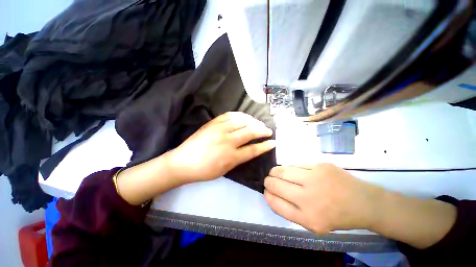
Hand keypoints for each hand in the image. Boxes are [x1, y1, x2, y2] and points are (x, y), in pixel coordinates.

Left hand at [166, 112, 275, 182]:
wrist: (183, 162)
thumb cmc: (205, 170)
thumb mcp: (225, 169)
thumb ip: (239, 158)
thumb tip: (251, 149)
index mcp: (231, 157)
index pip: (253, 150)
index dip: (265, 146)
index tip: (273, 142)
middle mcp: (227, 141)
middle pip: (250, 132)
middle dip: (262, 130)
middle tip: (268, 130)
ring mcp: (219, 130)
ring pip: (242, 121)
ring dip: (253, 121)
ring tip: (258, 123)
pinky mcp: (213, 123)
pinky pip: (230, 115)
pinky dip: (240, 115)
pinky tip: (245, 117)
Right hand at [263, 163, 380, 232]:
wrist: (364, 203)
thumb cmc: (337, 216)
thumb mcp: (313, 224)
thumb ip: (290, 211)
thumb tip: (272, 194)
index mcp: (307, 218)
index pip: (276, 203)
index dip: (267, 195)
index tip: (266, 191)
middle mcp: (309, 198)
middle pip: (275, 185)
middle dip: (268, 182)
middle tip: (268, 180)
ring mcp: (315, 179)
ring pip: (282, 171)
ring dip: (274, 172)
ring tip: (274, 173)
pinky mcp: (320, 166)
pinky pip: (295, 165)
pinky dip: (289, 168)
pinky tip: (290, 171)